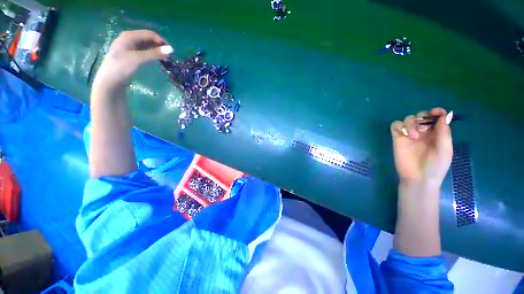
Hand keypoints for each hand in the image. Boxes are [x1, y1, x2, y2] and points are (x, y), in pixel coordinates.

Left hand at [93, 30, 170, 90]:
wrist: (109, 82)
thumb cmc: (122, 68)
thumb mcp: (138, 59)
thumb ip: (154, 53)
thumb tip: (171, 50)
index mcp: (129, 36)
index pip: (149, 34)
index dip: (161, 40)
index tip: (171, 51)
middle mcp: (128, 40)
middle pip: (147, 39)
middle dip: (159, 45)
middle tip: (169, 56)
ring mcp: (128, 48)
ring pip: (146, 46)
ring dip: (156, 50)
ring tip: (164, 58)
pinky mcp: (129, 57)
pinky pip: (143, 52)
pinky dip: (151, 54)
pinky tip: (155, 60)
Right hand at [390, 108, 452, 185]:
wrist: (418, 178)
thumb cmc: (435, 166)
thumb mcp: (445, 150)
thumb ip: (444, 133)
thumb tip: (443, 115)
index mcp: (437, 134)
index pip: (436, 117)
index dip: (436, 112)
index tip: (436, 112)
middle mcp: (423, 132)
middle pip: (421, 115)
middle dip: (422, 117)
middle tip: (424, 127)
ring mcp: (409, 135)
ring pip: (408, 119)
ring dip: (411, 123)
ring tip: (415, 136)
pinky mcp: (397, 139)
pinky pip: (395, 126)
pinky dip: (398, 126)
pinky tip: (404, 135)